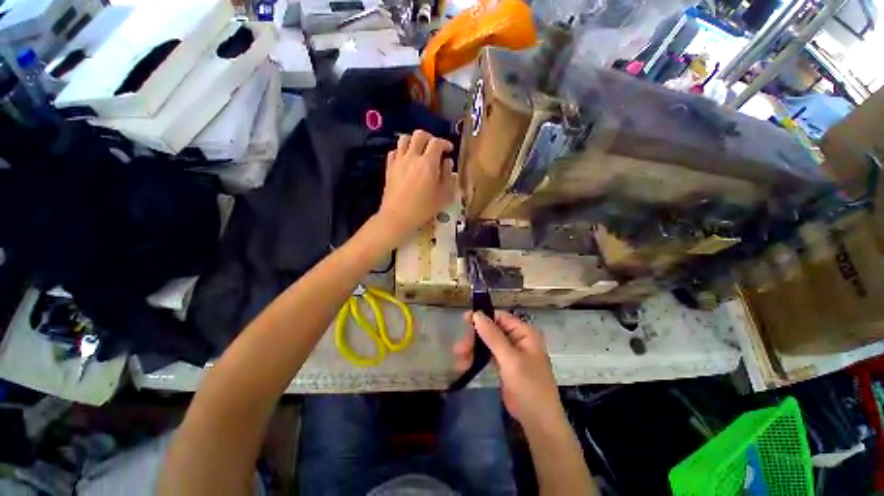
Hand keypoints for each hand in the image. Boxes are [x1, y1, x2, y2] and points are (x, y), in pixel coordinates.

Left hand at [377, 130, 454, 242]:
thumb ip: (448, 175)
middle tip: (435, 148)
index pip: (437, 143)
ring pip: (404, 138)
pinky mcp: (389, 167)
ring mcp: (398, 161)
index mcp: (428, 163)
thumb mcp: (444, 195)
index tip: (449, 150)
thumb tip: (447, 162)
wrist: (398, 216)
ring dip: (414, 141)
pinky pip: (394, 151)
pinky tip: (406, 160)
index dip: (445, 143)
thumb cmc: (424, 208)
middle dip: (430, 138)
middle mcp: (412, 156)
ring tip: (419, 151)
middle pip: (419, 134)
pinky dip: (402, 151)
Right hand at [453, 311, 564, 428]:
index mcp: (524, 333)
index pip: (500, 317)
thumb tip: (477, 314)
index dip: (482, 317)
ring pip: (488, 343)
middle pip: (492, 330)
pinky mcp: (504, 365)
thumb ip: (493, 336)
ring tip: (458, 358)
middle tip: (459, 347)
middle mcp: (518, 339)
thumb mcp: (510, 359)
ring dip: (473, 349)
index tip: (464, 320)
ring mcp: (511, 353)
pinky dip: (477, 358)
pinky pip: (488, 356)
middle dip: (475, 337)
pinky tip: (465, 363)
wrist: (538, 421)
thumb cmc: (528, 386)